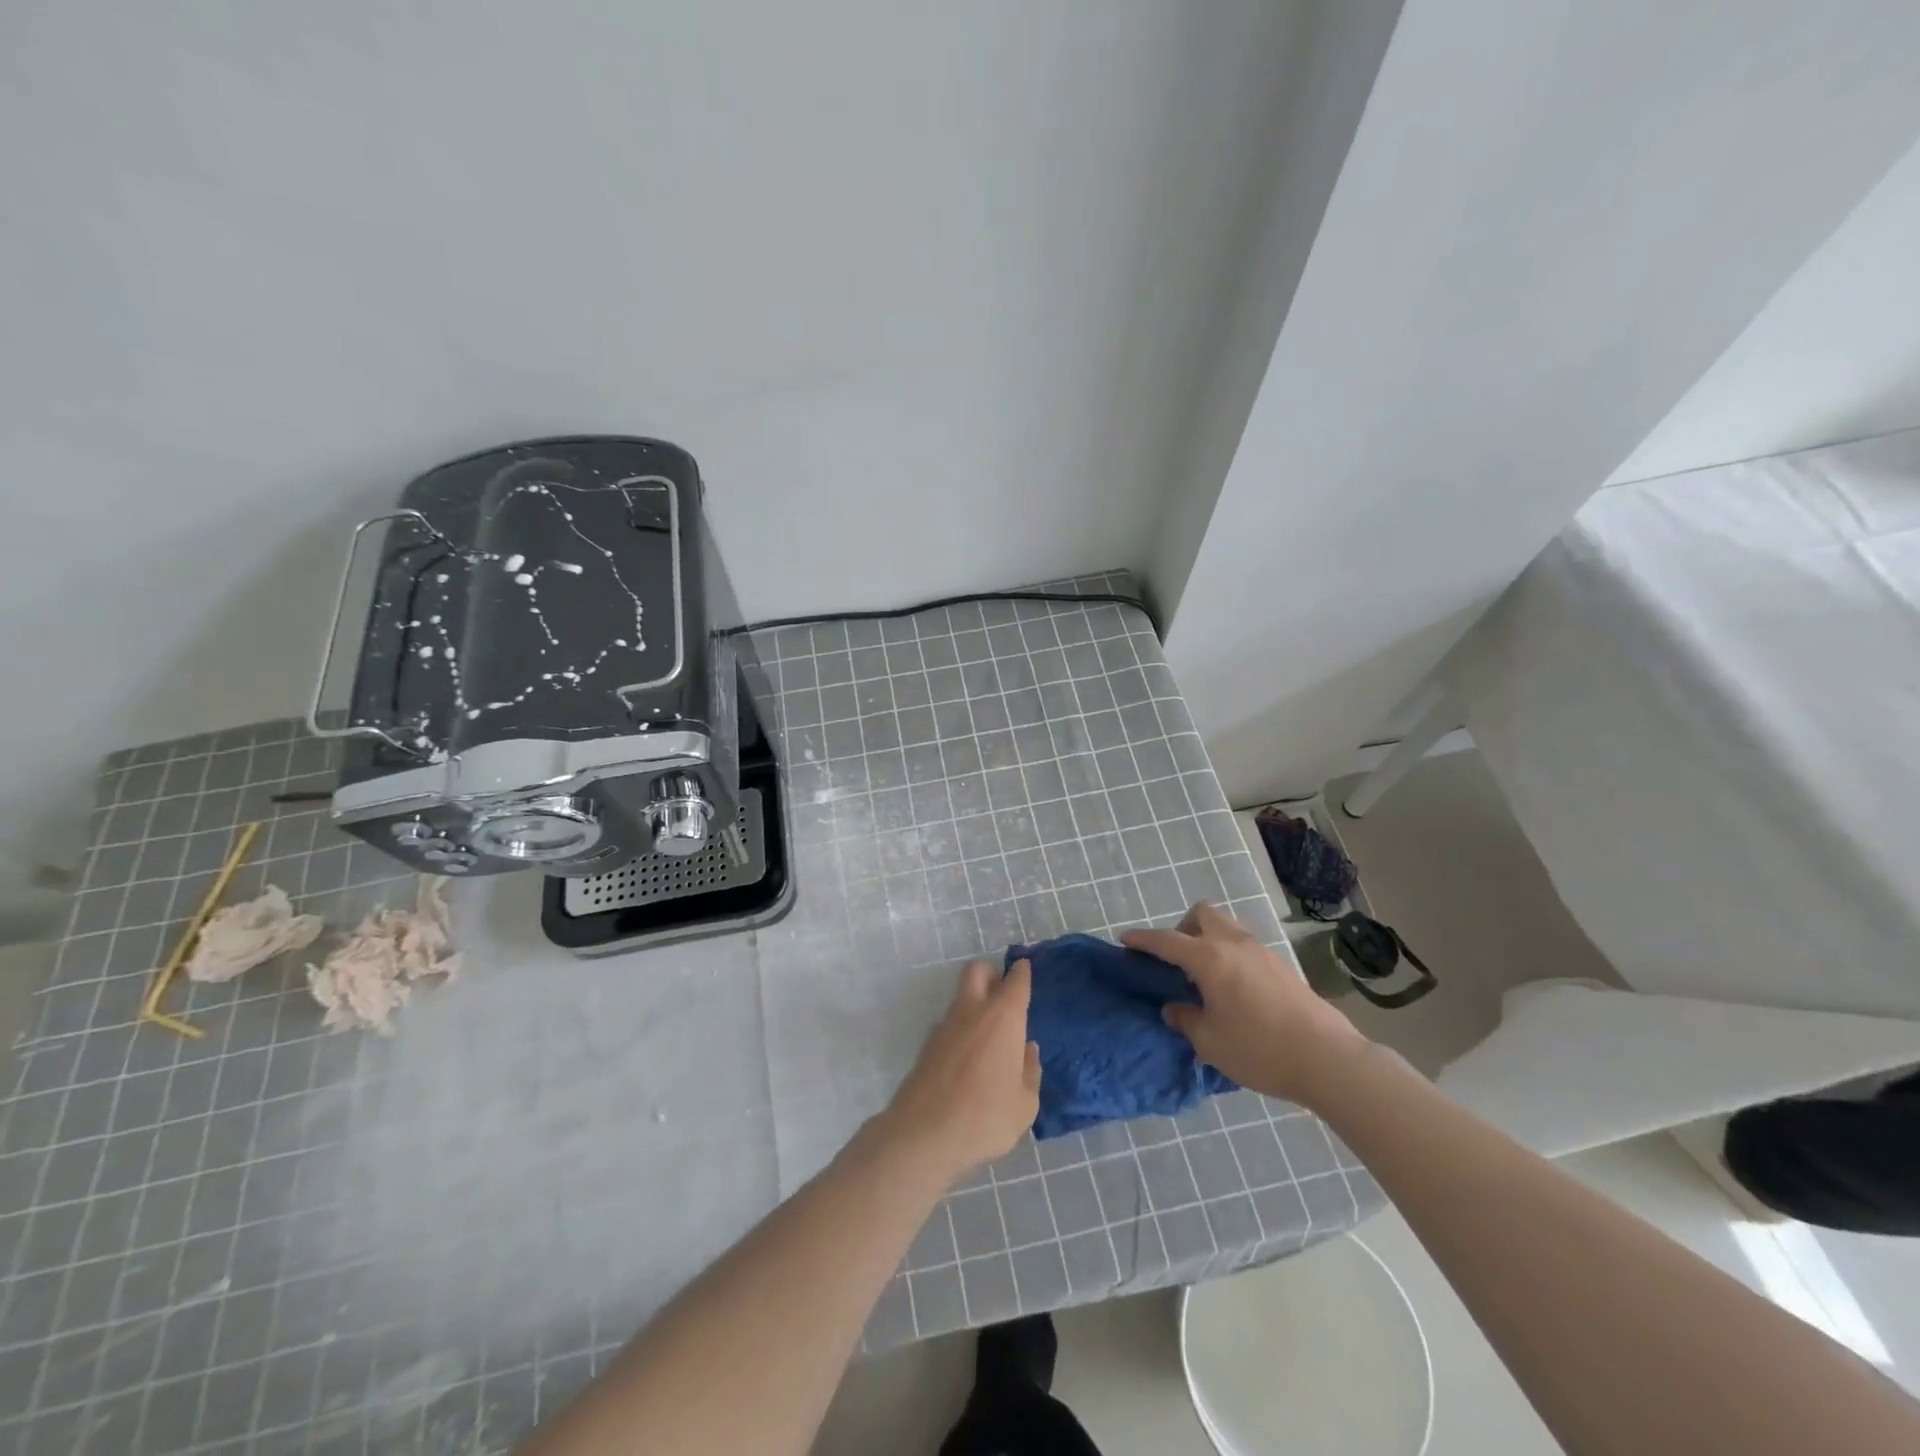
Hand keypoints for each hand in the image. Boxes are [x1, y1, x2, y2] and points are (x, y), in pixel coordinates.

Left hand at [876, 960, 1041, 1181]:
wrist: (923, 1133)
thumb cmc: (985, 1116)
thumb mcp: (1024, 1104)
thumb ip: (1030, 1072)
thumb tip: (1027, 1050)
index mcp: (1003, 1017)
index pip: (1016, 981)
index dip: (1022, 972)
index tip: (1025, 968)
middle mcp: (973, 1011)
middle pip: (978, 971)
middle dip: (991, 974)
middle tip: (1003, 995)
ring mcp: (945, 1025)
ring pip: (961, 997)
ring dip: (975, 1004)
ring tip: (989, 1037)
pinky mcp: (927, 1045)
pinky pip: (950, 1025)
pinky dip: (961, 1030)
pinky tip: (969, 1059)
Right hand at [1124, 902, 1371, 1107]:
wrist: (1328, 1059)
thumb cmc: (1259, 1049)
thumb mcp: (1210, 1042)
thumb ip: (1186, 1020)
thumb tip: (1174, 1008)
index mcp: (1209, 958)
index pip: (1166, 941)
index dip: (1143, 939)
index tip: (1125, 939)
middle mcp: (1234, 944)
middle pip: (1202, 915)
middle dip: (1183, 929)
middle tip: (1177, 961)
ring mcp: (1262, 952)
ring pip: (1226, 928)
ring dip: (1208, 941)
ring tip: (1205, 977)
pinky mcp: (1282, 967)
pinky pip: (1244, 947)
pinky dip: (1230, 956)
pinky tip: (1234, 991)